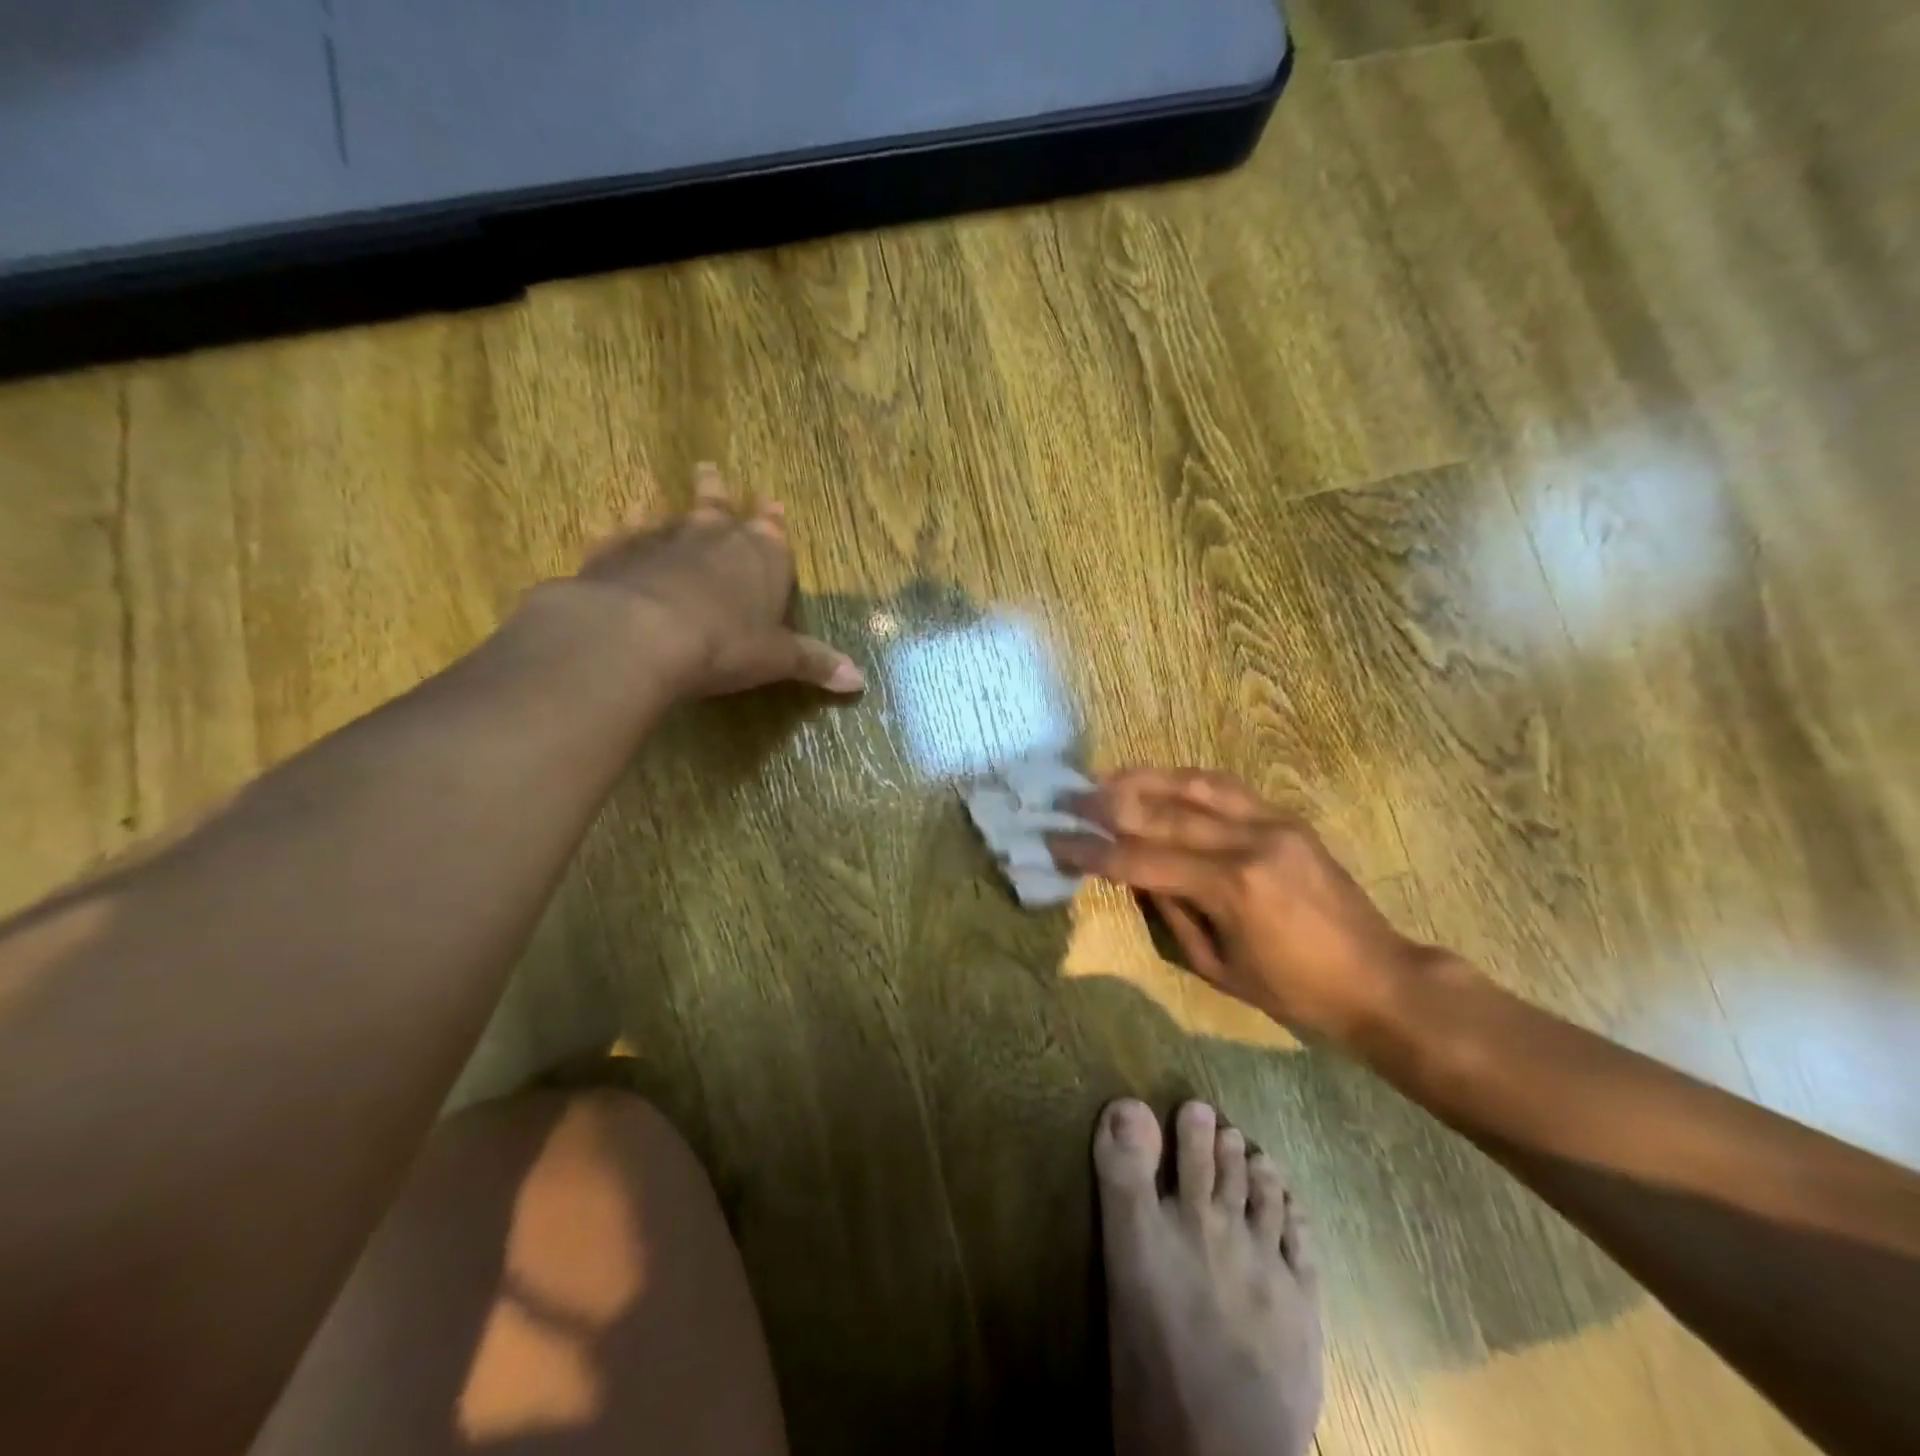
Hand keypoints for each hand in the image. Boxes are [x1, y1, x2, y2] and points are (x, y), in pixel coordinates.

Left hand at [568, 464, 864, 699]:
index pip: (772, 529)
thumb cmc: (726, 644)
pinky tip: (617, 524)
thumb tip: (859, 679)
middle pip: (719, 504)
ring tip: (659, 497)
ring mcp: (662, 538)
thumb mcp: (777, 659)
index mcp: (762, 556)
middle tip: (709, 469)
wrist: (642, 635)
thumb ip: (814, 663)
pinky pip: (623, 533)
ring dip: (668, 506)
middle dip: (718, 491)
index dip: (772, 519)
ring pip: (668, 514)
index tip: (772, 501)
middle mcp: (714, 535)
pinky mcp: (617, 551)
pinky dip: (623, 529)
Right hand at [1050, 768, 1420, 1039]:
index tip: (1055, 840)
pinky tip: (1159, 779)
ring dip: (1143, 778)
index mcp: (1232, 888)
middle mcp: (1249, 842)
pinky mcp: (1287, 816)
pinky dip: (1185, 778)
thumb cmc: (1295, 992)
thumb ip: (1171, 912)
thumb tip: (1133, 873)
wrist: (1380, 980)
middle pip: (1162, 812)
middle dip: (1107, 806)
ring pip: (1194, 784)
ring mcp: (1273, 821)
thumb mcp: (1218, 967)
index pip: (1143, 859)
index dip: (1093, 850)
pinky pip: (1226, 786)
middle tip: (1067, 800)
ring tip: (1103, 778)